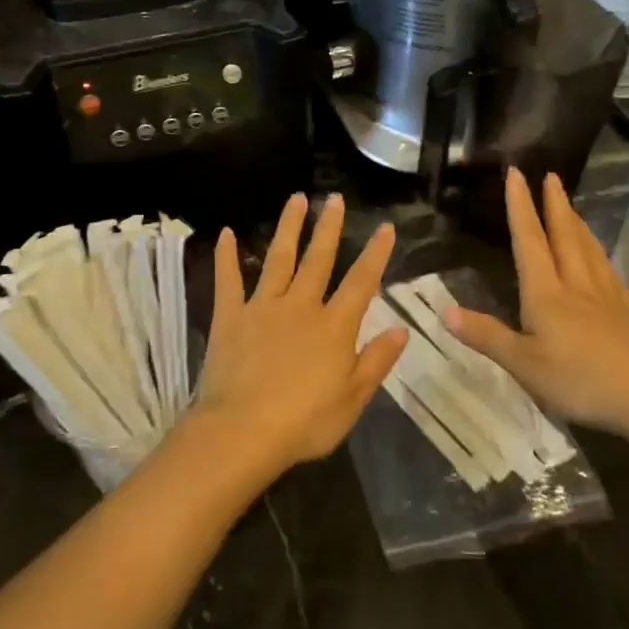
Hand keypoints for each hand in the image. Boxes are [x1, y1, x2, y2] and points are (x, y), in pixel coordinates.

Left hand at [192, 193, 406, 480]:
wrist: (242, 431)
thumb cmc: (304, 422)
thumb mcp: (352, 399)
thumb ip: (376, 361)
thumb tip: (401, 329)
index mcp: (334, 326)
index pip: (361, 282)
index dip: (375, 253)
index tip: (385, 227)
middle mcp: (300, 306)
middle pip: (318, 260)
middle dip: (328, 227)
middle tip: (334, 198)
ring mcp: (262, 308)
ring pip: (278, 259)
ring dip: (288, 228)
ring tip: (296, 199)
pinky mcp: (230, 317)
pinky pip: (228, 280)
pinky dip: (227, 256)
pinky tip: (227, 233)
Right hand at [443, 170, 628, 479]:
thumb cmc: (578, 380)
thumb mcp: (522, 364)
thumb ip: (485, 335)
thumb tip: (443, 310)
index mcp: (546, 293)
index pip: (529, 241)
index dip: (520, 207)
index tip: (516, 174)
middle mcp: (575, 285)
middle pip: (564, 236)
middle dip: (554, 204)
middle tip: (551, 175)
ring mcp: (605, 298)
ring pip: (589, 250)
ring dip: (578, 224)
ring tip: (573, 207)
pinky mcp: (626, 314)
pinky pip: (610, 274)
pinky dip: (601, 257)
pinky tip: (603, 261)